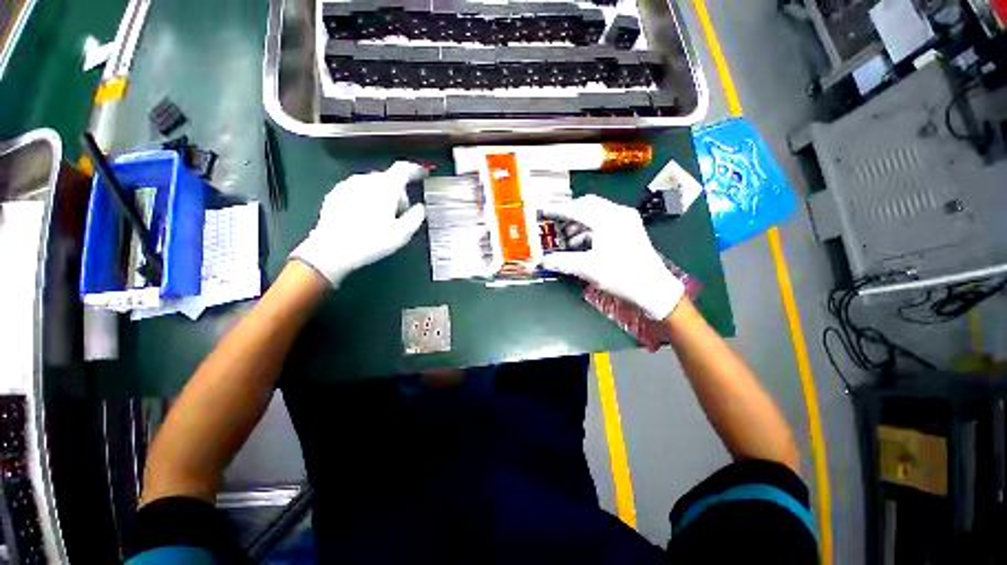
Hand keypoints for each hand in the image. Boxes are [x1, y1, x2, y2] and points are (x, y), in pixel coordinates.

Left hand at [290, 162, 427, 286]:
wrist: (332, 250)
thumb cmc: (372, 241)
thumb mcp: (403, 233)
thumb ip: (416, 217)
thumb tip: (420, 208)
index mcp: (385, 187)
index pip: (403, 169)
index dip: (416, 170)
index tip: (423, 173)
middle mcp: (366, 180)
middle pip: (388, 178)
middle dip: (398, 192)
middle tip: (401, 213)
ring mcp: (348, 185)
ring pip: (373, 184)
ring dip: (382, 195)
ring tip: (382, 218)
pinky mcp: (335, 194)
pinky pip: (358, 191)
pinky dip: (366, 199)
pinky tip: (364, 218)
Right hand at [541, 195, 683, 320]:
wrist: (653, 288)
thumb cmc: (621, 276)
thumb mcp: (588, 269)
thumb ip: (561, 262)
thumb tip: (540, 261)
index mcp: (608, 220)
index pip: (576, 209)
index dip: (556, 210)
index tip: (541, 211)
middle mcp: (618, 213)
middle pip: (587, 204)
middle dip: (568, 213)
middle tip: (553, 223)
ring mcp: (626, 219)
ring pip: (595, 212)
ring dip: (578, 222)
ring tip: (566, 239)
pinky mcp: (629, 227)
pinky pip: (603, 220)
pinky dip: (589, 228)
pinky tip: (581, 243)